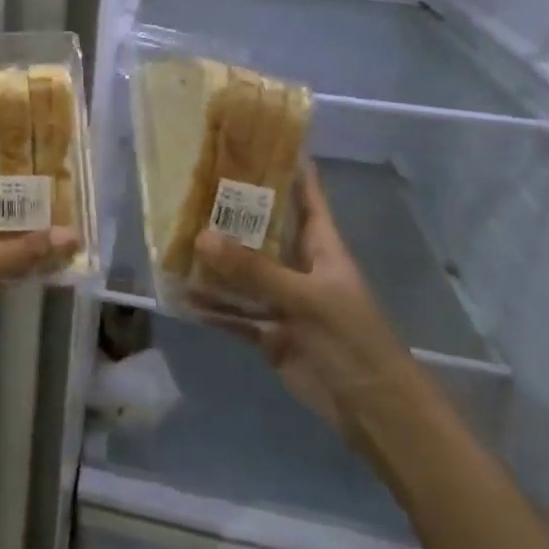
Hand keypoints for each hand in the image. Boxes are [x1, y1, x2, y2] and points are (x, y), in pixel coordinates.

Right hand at [192, 159, 421, 445]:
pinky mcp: (270, 333)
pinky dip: (211, 306)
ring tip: (174, 234)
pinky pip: (234, 314)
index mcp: (321, 246)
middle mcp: (300, 266)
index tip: (255, 137)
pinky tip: (181, 293)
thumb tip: (200, 235)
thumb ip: (253, 270)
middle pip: (263, 229)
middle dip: (232, 210)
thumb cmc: (353, 341)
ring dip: (214, 259)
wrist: (374, 412)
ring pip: (243, 272)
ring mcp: (283, 300)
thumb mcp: (306, 299)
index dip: (287, 166)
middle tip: (192, 182)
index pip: (305, 194)